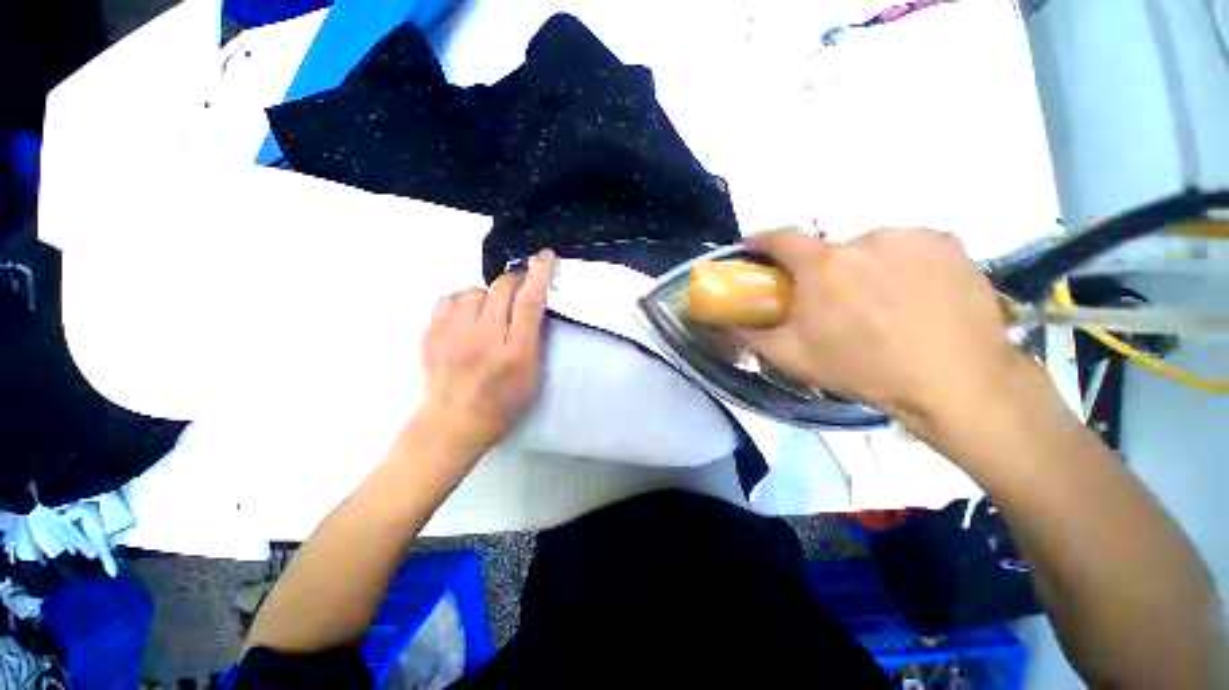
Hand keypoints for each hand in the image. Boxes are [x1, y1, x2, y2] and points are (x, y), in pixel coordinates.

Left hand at [416, 249, 554, 459]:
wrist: (453, 424)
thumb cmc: (502, 404)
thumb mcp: (532, 377)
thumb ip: (534, 340)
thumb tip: (532, 307)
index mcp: (515, 351)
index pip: (530, 301)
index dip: (540, 274)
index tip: (545, 256)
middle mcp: (484, 336)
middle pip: (502, 287)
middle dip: (515, 280)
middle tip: (520, 287)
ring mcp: (453, 333)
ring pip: (474, 290)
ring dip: (488, 295)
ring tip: (490, 312)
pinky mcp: (431, 334)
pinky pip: (448, 299)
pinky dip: (461, 301)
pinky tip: (466, 316)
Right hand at [738, 228, 1030, 434]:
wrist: (956, 383)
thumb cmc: (864, 369)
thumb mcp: (792, 358)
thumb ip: (752, 335)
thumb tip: (729, 321)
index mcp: (824, 264)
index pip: (781, 237)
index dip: (763, 242)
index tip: (756, 252)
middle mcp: (866, 238)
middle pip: (829, 249)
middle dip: (822, 272)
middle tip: (832, 303)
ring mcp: (912, 237)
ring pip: (870, 248)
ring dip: (864, 268)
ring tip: (879, 304)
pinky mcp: (948, 242)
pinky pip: (908, 248)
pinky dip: (901, 265)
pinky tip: (913, 296)